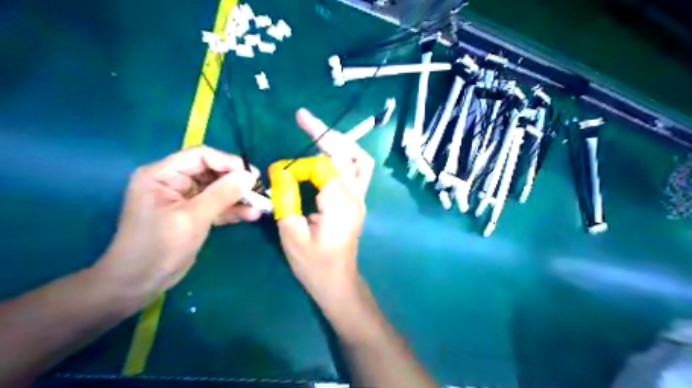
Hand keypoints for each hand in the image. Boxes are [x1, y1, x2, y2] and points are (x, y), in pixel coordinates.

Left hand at [95, 147, 259, 304]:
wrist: (139, 283)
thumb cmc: (159, 247)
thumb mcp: (193, 217)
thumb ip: (222, 194)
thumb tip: (250, 176)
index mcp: (162, 174)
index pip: (200, 156)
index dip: (228, 162)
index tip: (252, 176)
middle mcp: (172, 181)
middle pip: (211, 172)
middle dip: (236, 182)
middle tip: (259, 191)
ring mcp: (183, 198)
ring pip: (217, 189)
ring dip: (238, 198)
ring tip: (259, 206)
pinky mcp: (192, 213)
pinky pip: (216, 205)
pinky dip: (232, 210)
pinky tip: (250, 216)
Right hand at [277, 108, 375, 311]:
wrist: (337, 282)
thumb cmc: (314, 265)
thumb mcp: (291, 234)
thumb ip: (286, 199)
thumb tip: (281, 173)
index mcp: (340, 204)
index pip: (325, 166)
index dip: (300, 164)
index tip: (280, 171)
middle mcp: (355, 197)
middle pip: (349, 154)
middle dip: (326, 133)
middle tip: (304, 117)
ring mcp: (360, 199)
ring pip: (360, 160)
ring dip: (341, 142)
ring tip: (318, 132)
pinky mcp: (357, 202)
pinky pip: (357, 171)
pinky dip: (343, 156)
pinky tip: (327, 154)